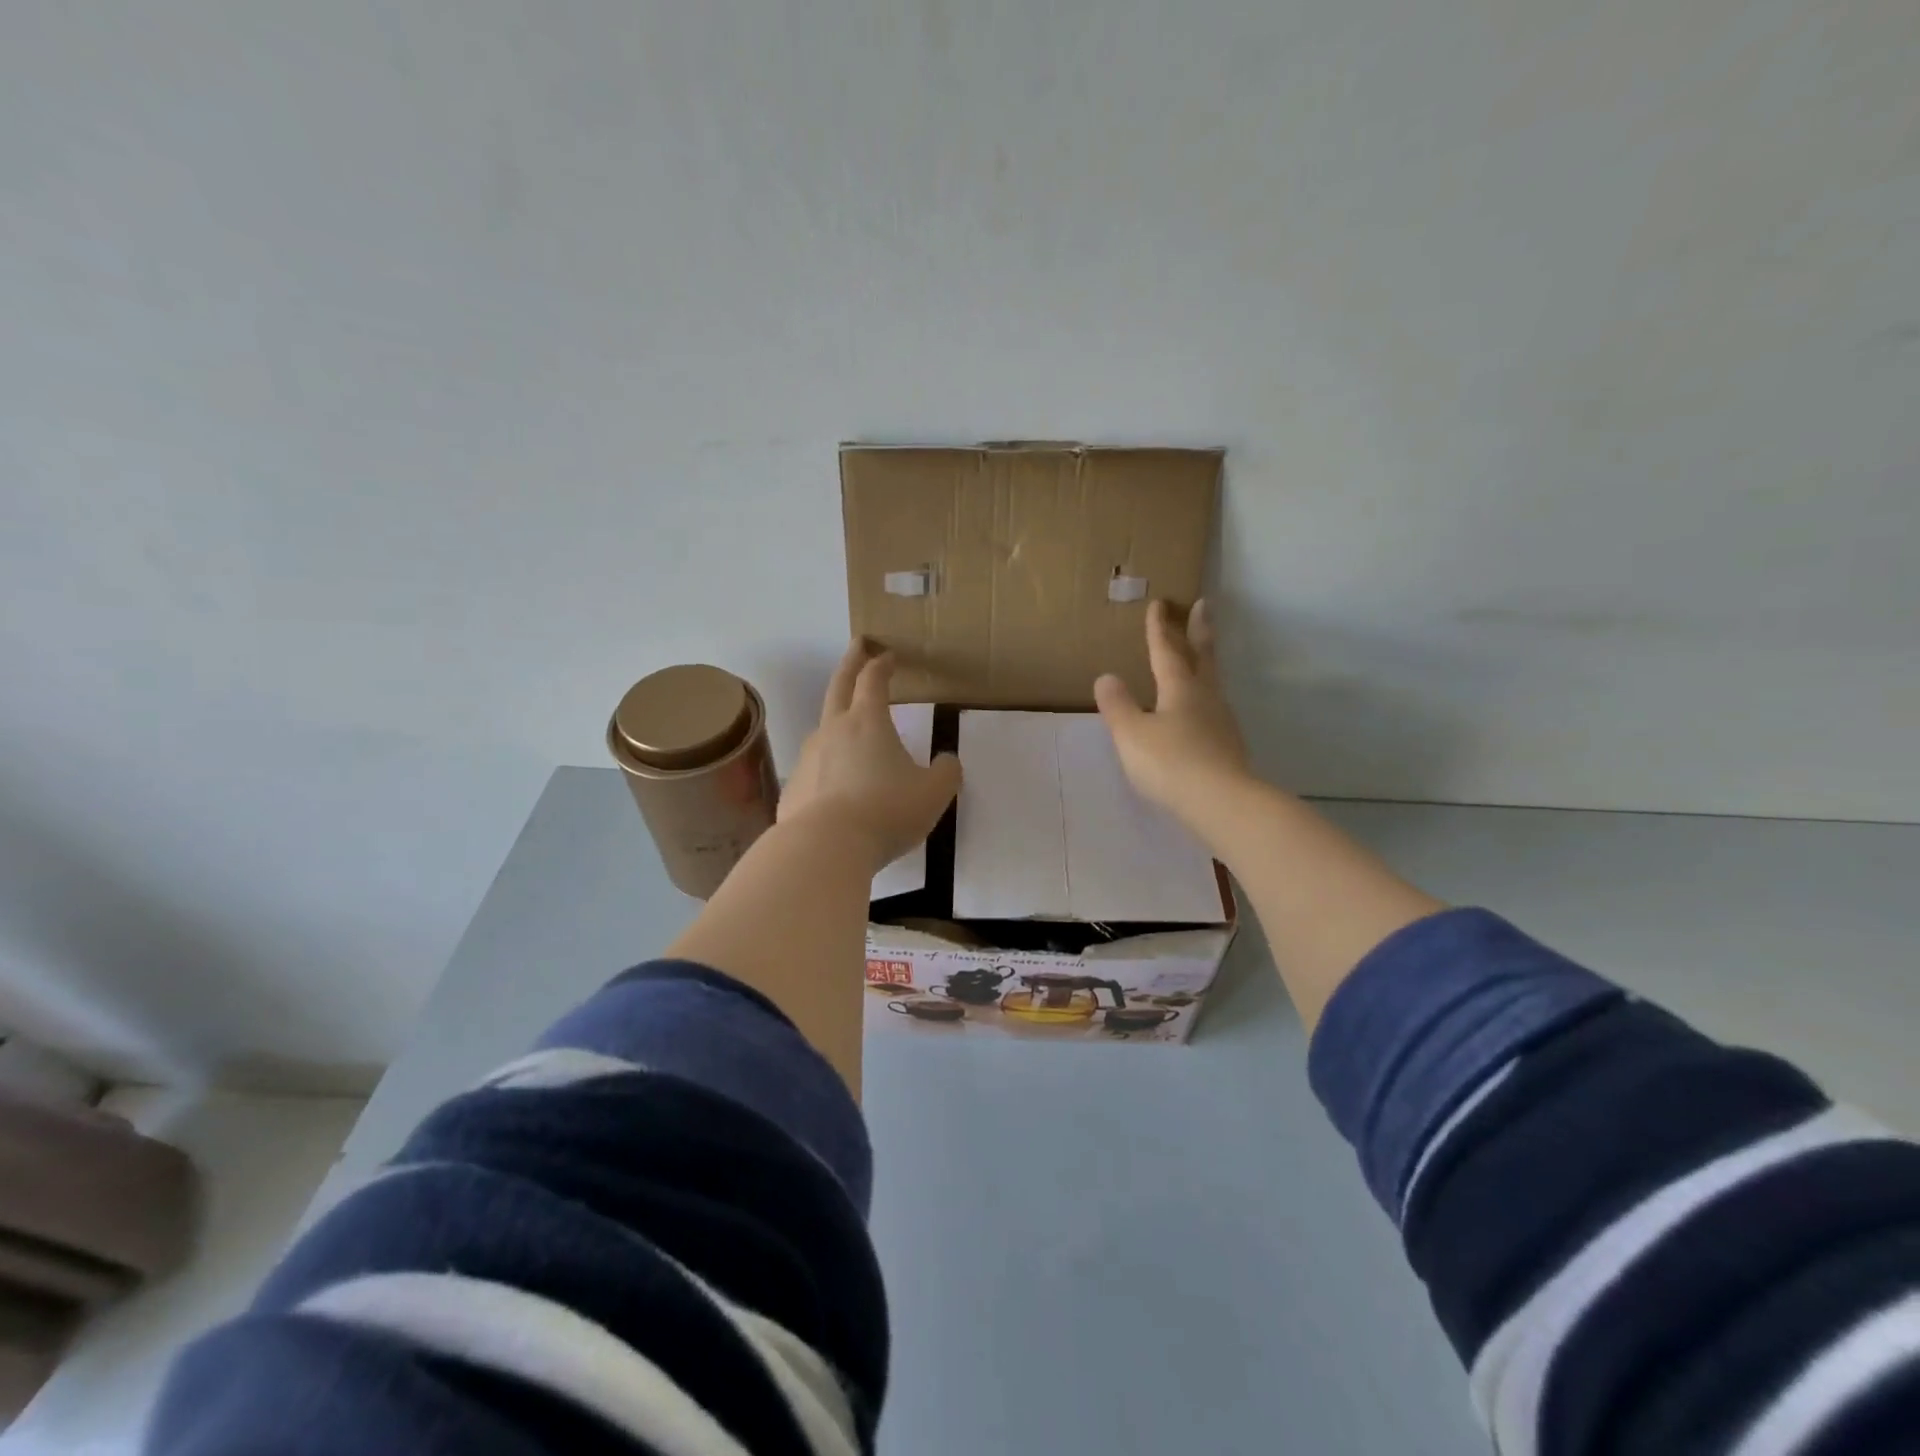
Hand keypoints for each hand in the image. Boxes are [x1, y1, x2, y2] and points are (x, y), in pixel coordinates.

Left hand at [780, 640, 962, 871]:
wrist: (826, 848)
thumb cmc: (886, 811)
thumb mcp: (933, 794)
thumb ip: (946, 773)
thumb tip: (948, 761)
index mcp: (867, 722)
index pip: (873, 679)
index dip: (882, 664)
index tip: (889, 655)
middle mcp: (833, 731)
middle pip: (839, 685)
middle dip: (851, 662)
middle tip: (858, 646)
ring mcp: (808, 758)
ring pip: (823, 729)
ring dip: (838, 720)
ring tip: (852, 732)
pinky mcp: (794, 788)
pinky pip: (815, 770)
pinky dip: (828, 768)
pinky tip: (837, 788)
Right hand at [1094, 599, 1251, 835]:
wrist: (1222, 803)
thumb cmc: (1170, 763)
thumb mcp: (1132, 734)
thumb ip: (1118, 706)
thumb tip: (1106, 677)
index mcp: (1179, 688)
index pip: (1166, 651)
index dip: (1160, 628)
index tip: (1159, 603)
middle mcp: (1205, 697)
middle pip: (1202, 657)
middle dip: (1199, 630)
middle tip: (1204, 605)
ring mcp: (1221, 722)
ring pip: (1212, 682)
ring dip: (1206, 663)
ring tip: (1200, 657)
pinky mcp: (1228, 746)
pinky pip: (1213, 709)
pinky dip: (1205, 696)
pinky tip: (1200, 711)